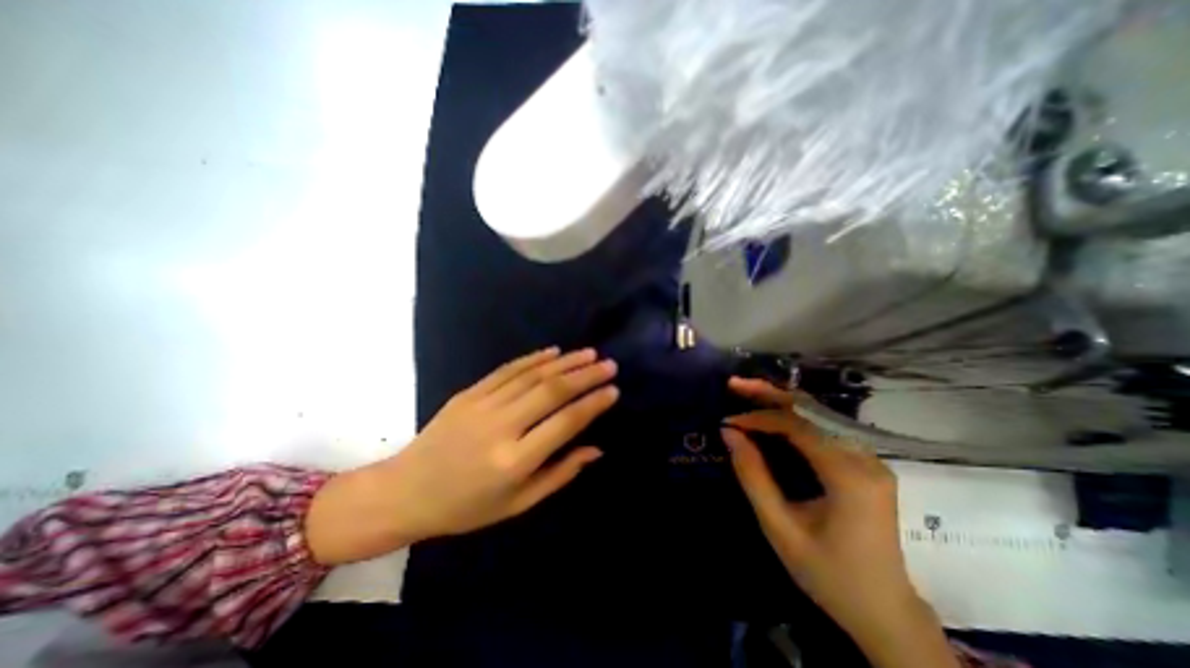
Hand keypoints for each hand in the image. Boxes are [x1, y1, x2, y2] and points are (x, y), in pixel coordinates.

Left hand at [306, 349, 616, 562]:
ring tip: (589, 353)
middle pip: (551, 391)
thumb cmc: (467, 507)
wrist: (406, 491)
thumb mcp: (518, 503)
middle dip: (585, 375)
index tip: (613, 390)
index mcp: (514, 461)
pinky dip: (533, 359)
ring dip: (565, 361)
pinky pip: (507, 370)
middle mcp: (501, 427)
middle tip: (609, 364)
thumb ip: (560, 473)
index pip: (564, 423)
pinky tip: (553, 351)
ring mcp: (482, 405)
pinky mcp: (468, 393)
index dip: (592, 405)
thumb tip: (595, 448)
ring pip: (532, 375)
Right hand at [726, 379, 955, 667]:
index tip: (728, 420)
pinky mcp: (865, 464)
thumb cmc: (829, 574)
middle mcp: (865, 458)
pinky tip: (772, 415)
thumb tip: (729, 432)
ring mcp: (870, 459)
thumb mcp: (779, 528)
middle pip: (811, 411)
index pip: (797, 426)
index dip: (758, 417)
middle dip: (769, 394)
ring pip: (818, 416)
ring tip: (748, 393)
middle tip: (735, 384)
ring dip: (780, 403)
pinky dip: (793, 419)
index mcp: (849, 476)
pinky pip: (824, 430)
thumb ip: (753, 476)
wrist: (885, 612)